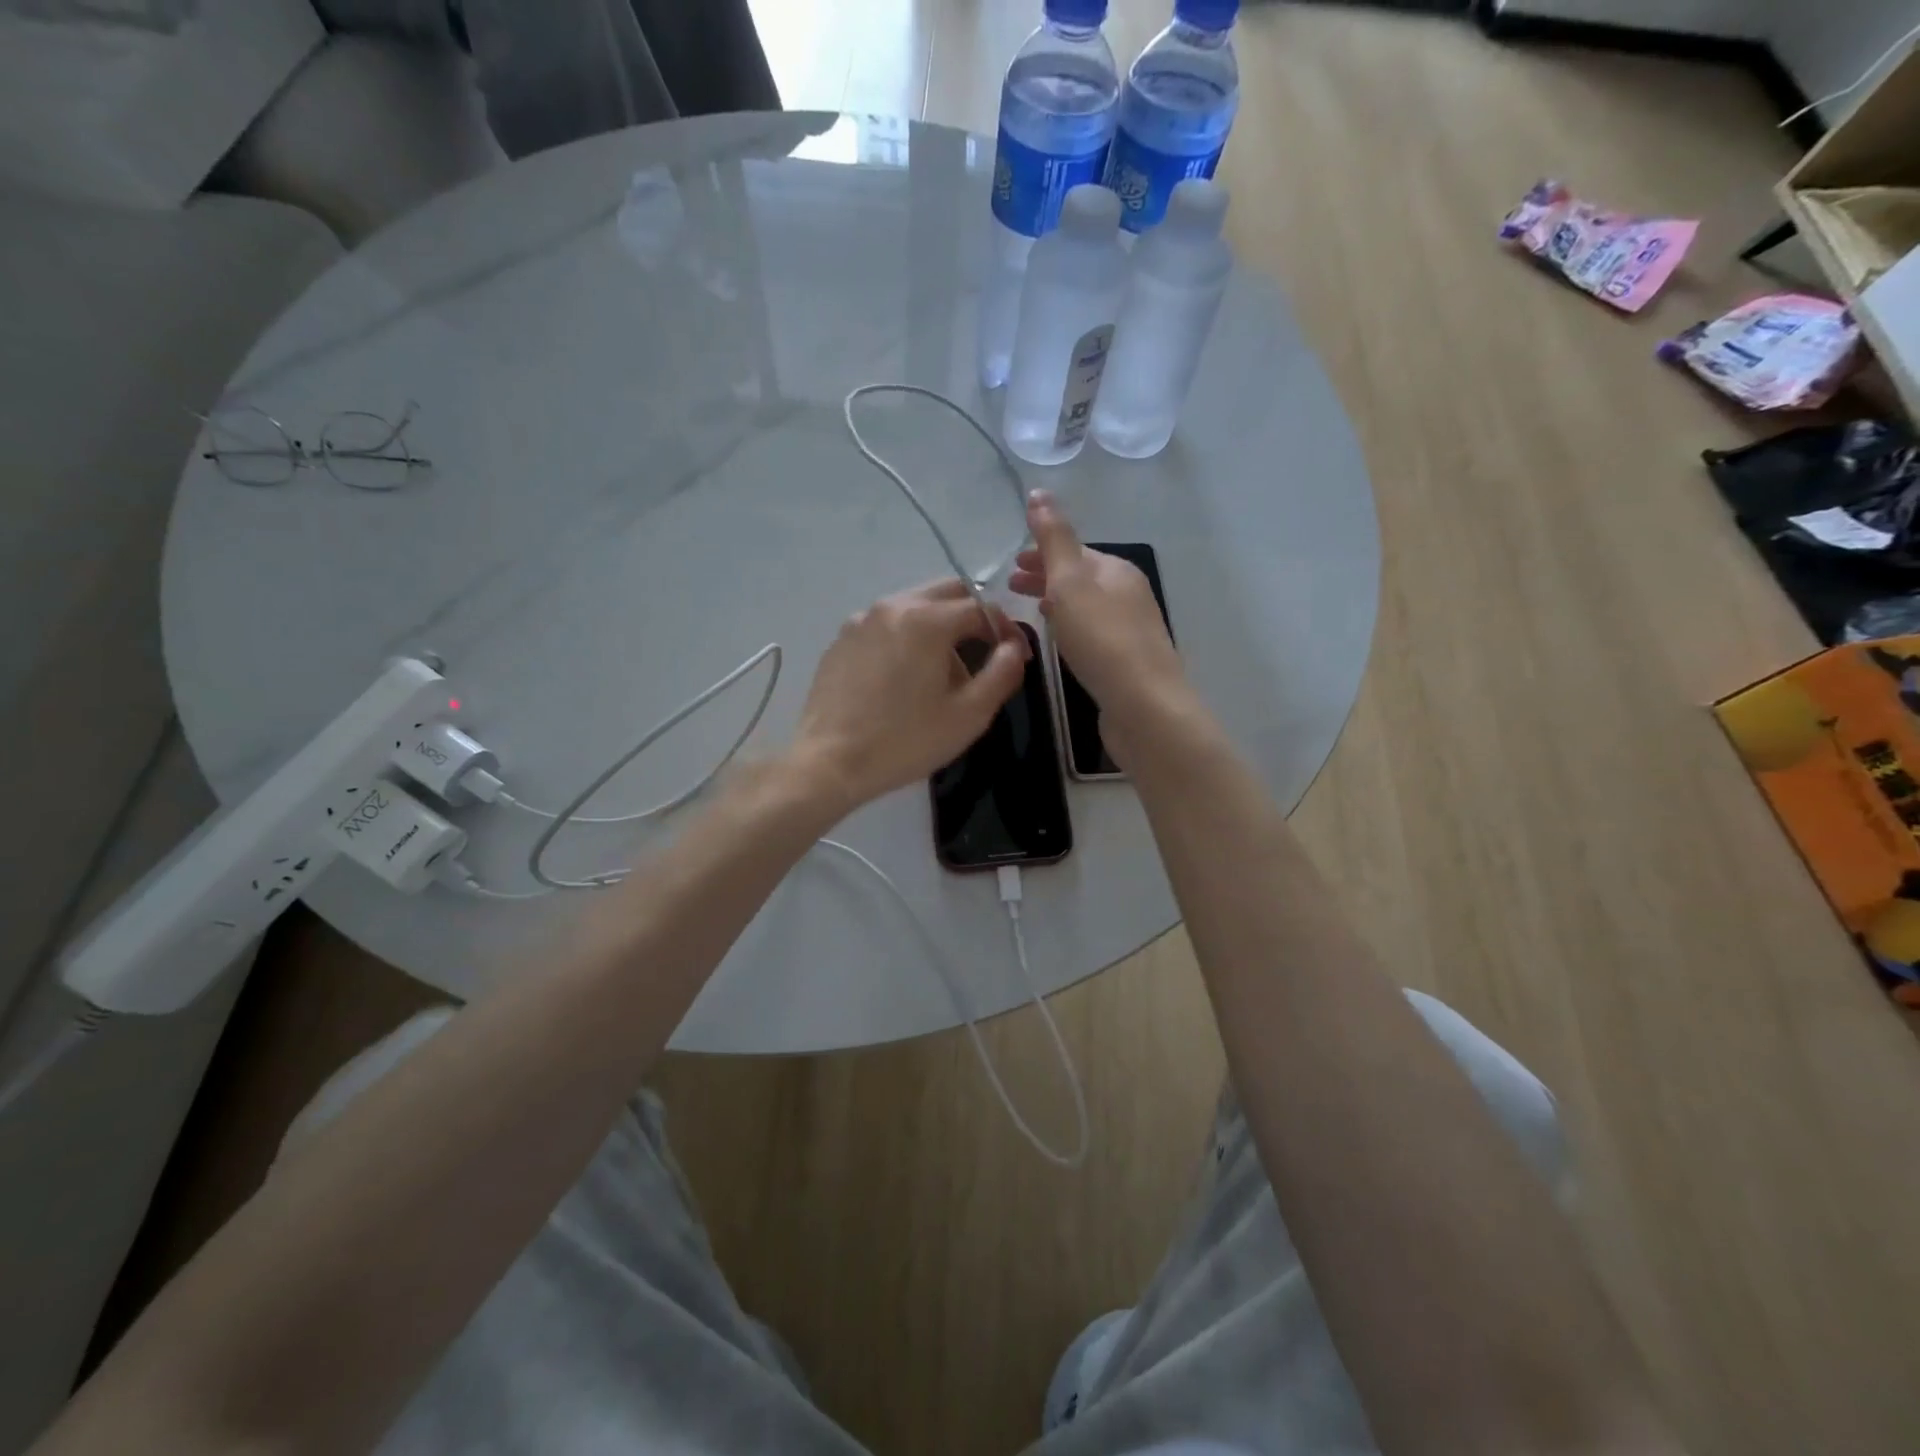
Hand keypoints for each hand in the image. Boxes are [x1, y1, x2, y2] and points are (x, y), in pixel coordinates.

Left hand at [791, 579, 1028, 814]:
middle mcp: (892, 606)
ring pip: (915, 606)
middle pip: (947, 593)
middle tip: (986, 654)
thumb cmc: (906, 741)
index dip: (1007, 630)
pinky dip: (907, 637)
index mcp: (927, 619)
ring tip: (945, 671)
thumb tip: (1013, 648)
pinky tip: (906, 677)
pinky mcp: (841, 640)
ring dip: (941, 626)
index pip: (982, 608)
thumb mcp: (969, 715)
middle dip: (974, 617)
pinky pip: (886, 625)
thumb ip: (1002, 673)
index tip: (1017, 658)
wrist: (830, 762)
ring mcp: (861, 620)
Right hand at [1009, 490, 1190, 761]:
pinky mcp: (1126, 662)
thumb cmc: (1102, 640)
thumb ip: (1054, 539)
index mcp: (1117, 570)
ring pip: (1086, 606)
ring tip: (1029, 612)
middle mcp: (1128, 594)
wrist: (1144, 707)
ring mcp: (1131, 630)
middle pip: (1081, 577)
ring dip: (1057, 602)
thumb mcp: (1071, 583)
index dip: (1042, 553)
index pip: (1075, 551)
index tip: (1011, 566)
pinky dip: (1070, 627)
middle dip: (1046, 576)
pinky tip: (1060, 643)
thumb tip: (1039, 492)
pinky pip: (1092, 633)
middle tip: (1011, 586)